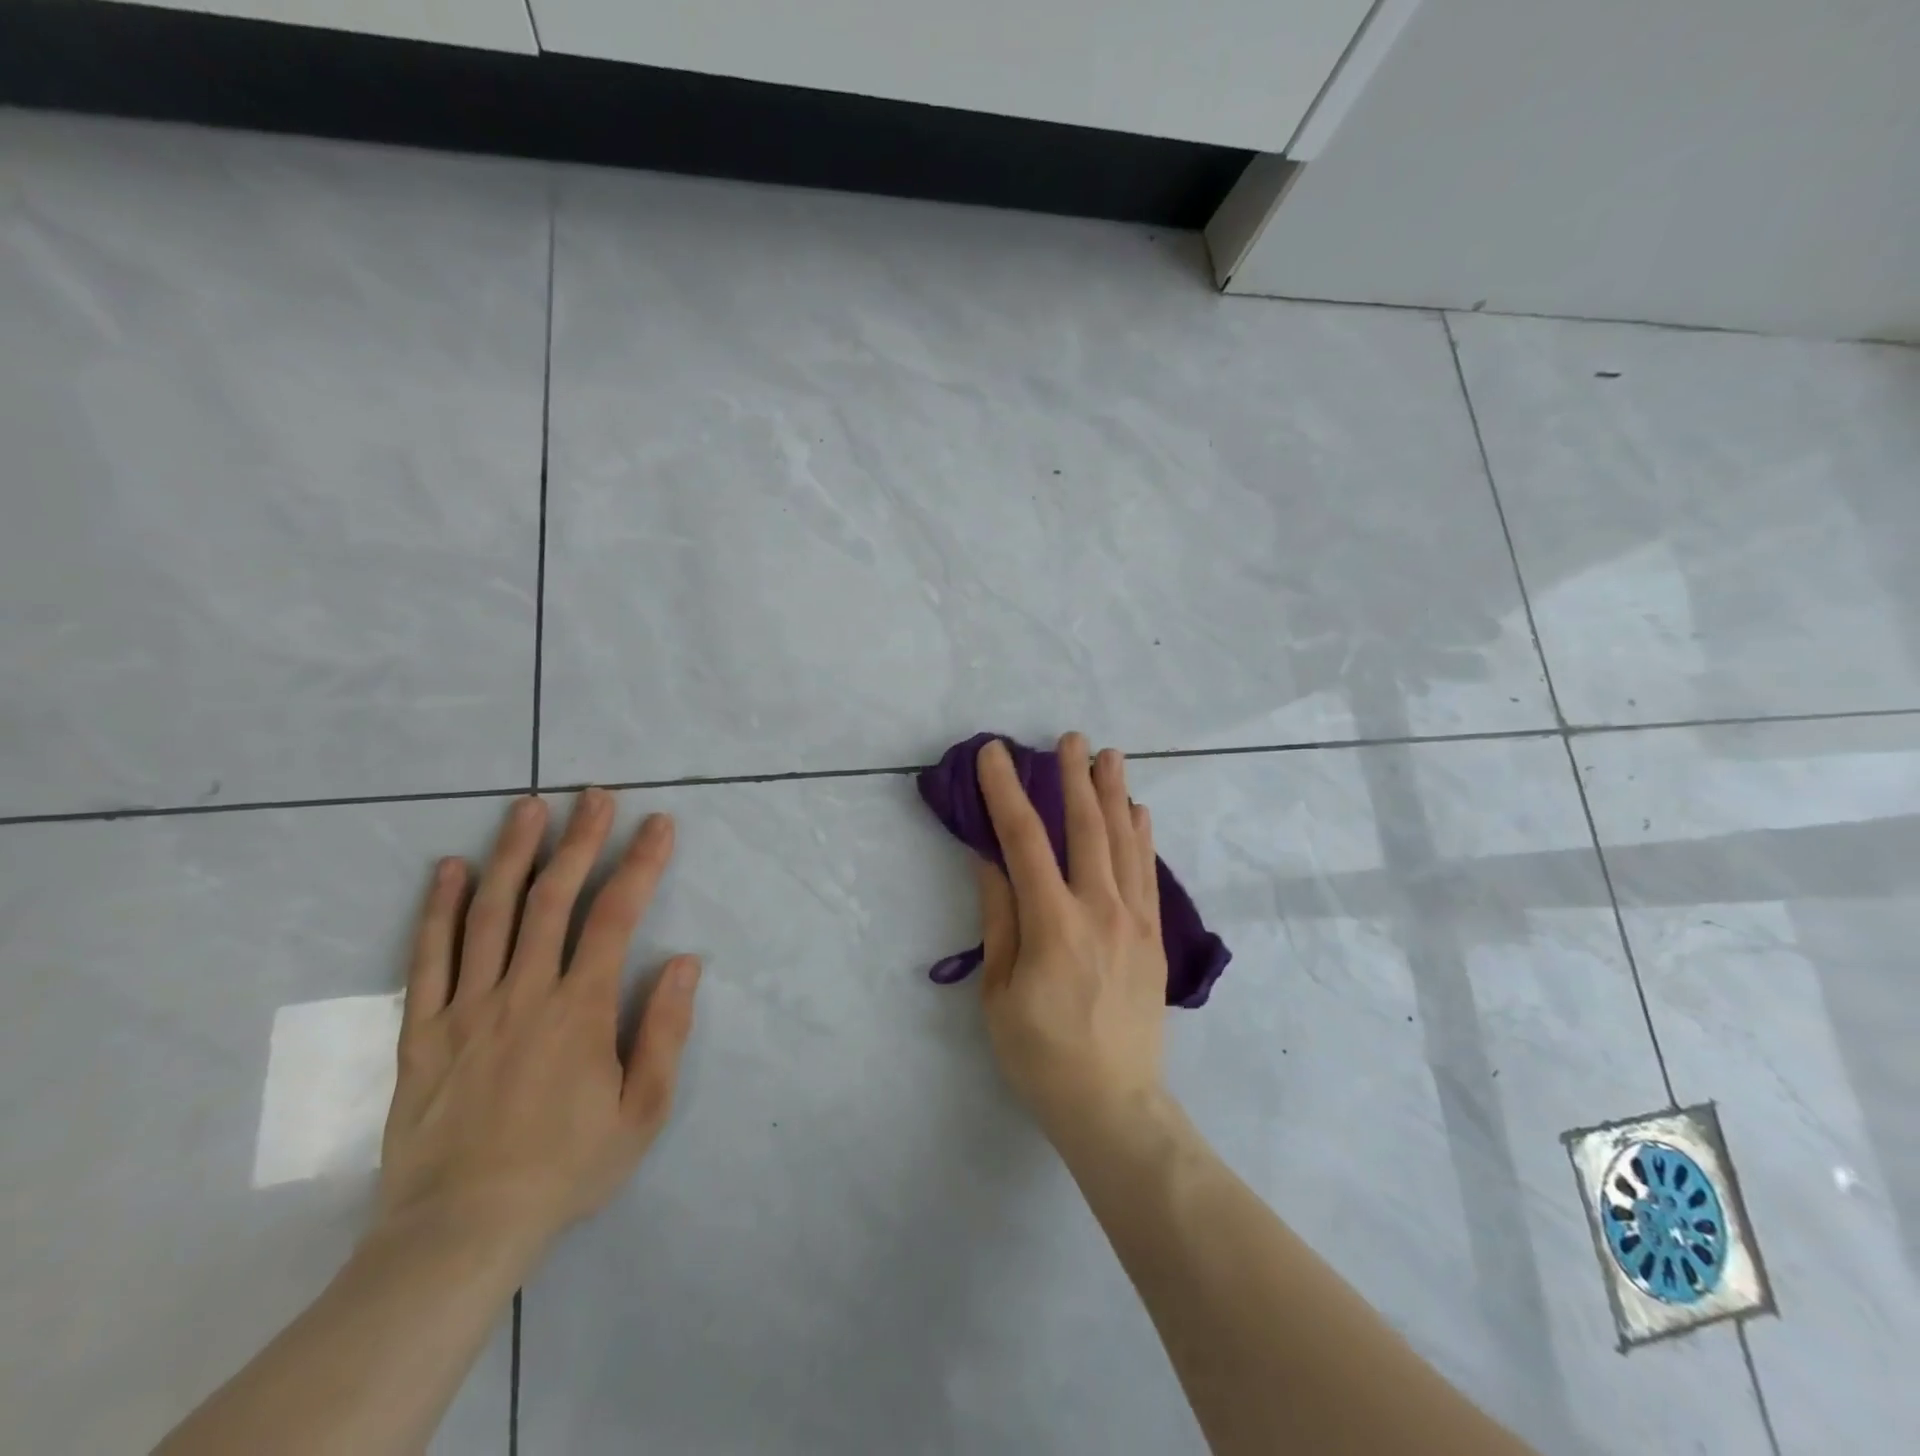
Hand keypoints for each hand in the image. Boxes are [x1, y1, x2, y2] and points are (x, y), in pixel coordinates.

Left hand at [376, 790, 700, 1260]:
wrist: (459, 1232)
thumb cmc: (565, 1168)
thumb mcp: (642, 1111)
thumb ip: (664, 1032)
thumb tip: (685, 962)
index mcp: (580, 1009)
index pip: (617, 917)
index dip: (641, 864)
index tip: (658, 824)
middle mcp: (524, 992)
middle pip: (553, 898)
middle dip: (580, 840)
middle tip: (595, 795)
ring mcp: (467, 1007)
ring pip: (490, 914)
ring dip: (513, 854)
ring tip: (528, 807)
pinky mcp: (423, 1031)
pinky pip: (429, 958)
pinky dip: (439, 909)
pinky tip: (449, 869)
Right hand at [973, 734, 1169, 1143]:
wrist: (1114, 1104)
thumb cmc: (1041, 1054)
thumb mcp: (1000, 991)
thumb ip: (1000, 918)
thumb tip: (990, 859)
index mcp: (1054, 923)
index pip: (1024, 840)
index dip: (1006, 791)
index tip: (994, 754)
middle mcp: (1100, 909)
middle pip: (1087, 827)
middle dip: (1074, 777)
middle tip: (1068, 738)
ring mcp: (1135, 920)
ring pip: (1125, 841)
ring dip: (1114, 793)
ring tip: (1108, 755)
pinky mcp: (1154, 936)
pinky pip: (1149, 872)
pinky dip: (1142, 836)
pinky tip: (1139, 811)